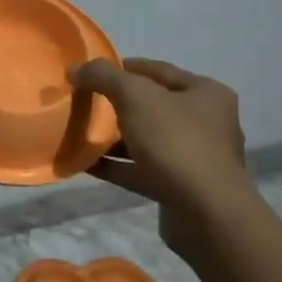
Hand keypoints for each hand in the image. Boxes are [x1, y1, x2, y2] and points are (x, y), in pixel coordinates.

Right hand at [70, 57, 252, 250]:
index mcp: (205, 93)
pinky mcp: (177, 187)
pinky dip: (113, 165)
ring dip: (113, 137)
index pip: (157, 70)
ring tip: (78, 131)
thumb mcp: (135, 96)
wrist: (205, 214)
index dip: (122, 67)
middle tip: (82, 101)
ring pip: (144, 139)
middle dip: (116, 103)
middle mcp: (205, 123)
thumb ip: (103, 76)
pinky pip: (138, 169)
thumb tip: (76, 69)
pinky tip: (84, 162)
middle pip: (151, 105)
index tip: (90, 72)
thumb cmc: (175, 142)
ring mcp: (193, 158)